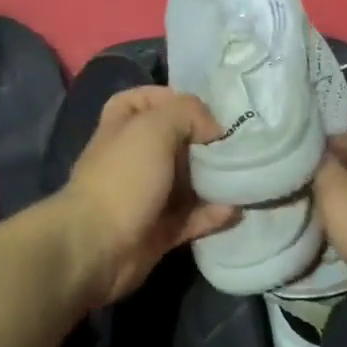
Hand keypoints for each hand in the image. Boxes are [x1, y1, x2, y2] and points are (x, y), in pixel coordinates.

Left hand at [56, 87, 237, 306]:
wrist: (97, 247)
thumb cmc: (124, 177)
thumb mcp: (155, 127)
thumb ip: (188, 113)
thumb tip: (213, 130)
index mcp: (123, 125)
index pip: (147, 100)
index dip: (175, 99)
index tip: (208, 110)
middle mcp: (135, 157)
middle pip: (177, 141)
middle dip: (207, 142)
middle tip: (241, 144)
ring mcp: (147, 194)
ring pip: (189, 181)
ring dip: (217, 180)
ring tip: (249, 177)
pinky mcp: (160, 229)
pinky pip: (193, 216)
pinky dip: (213, 214)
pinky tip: (236, 210)